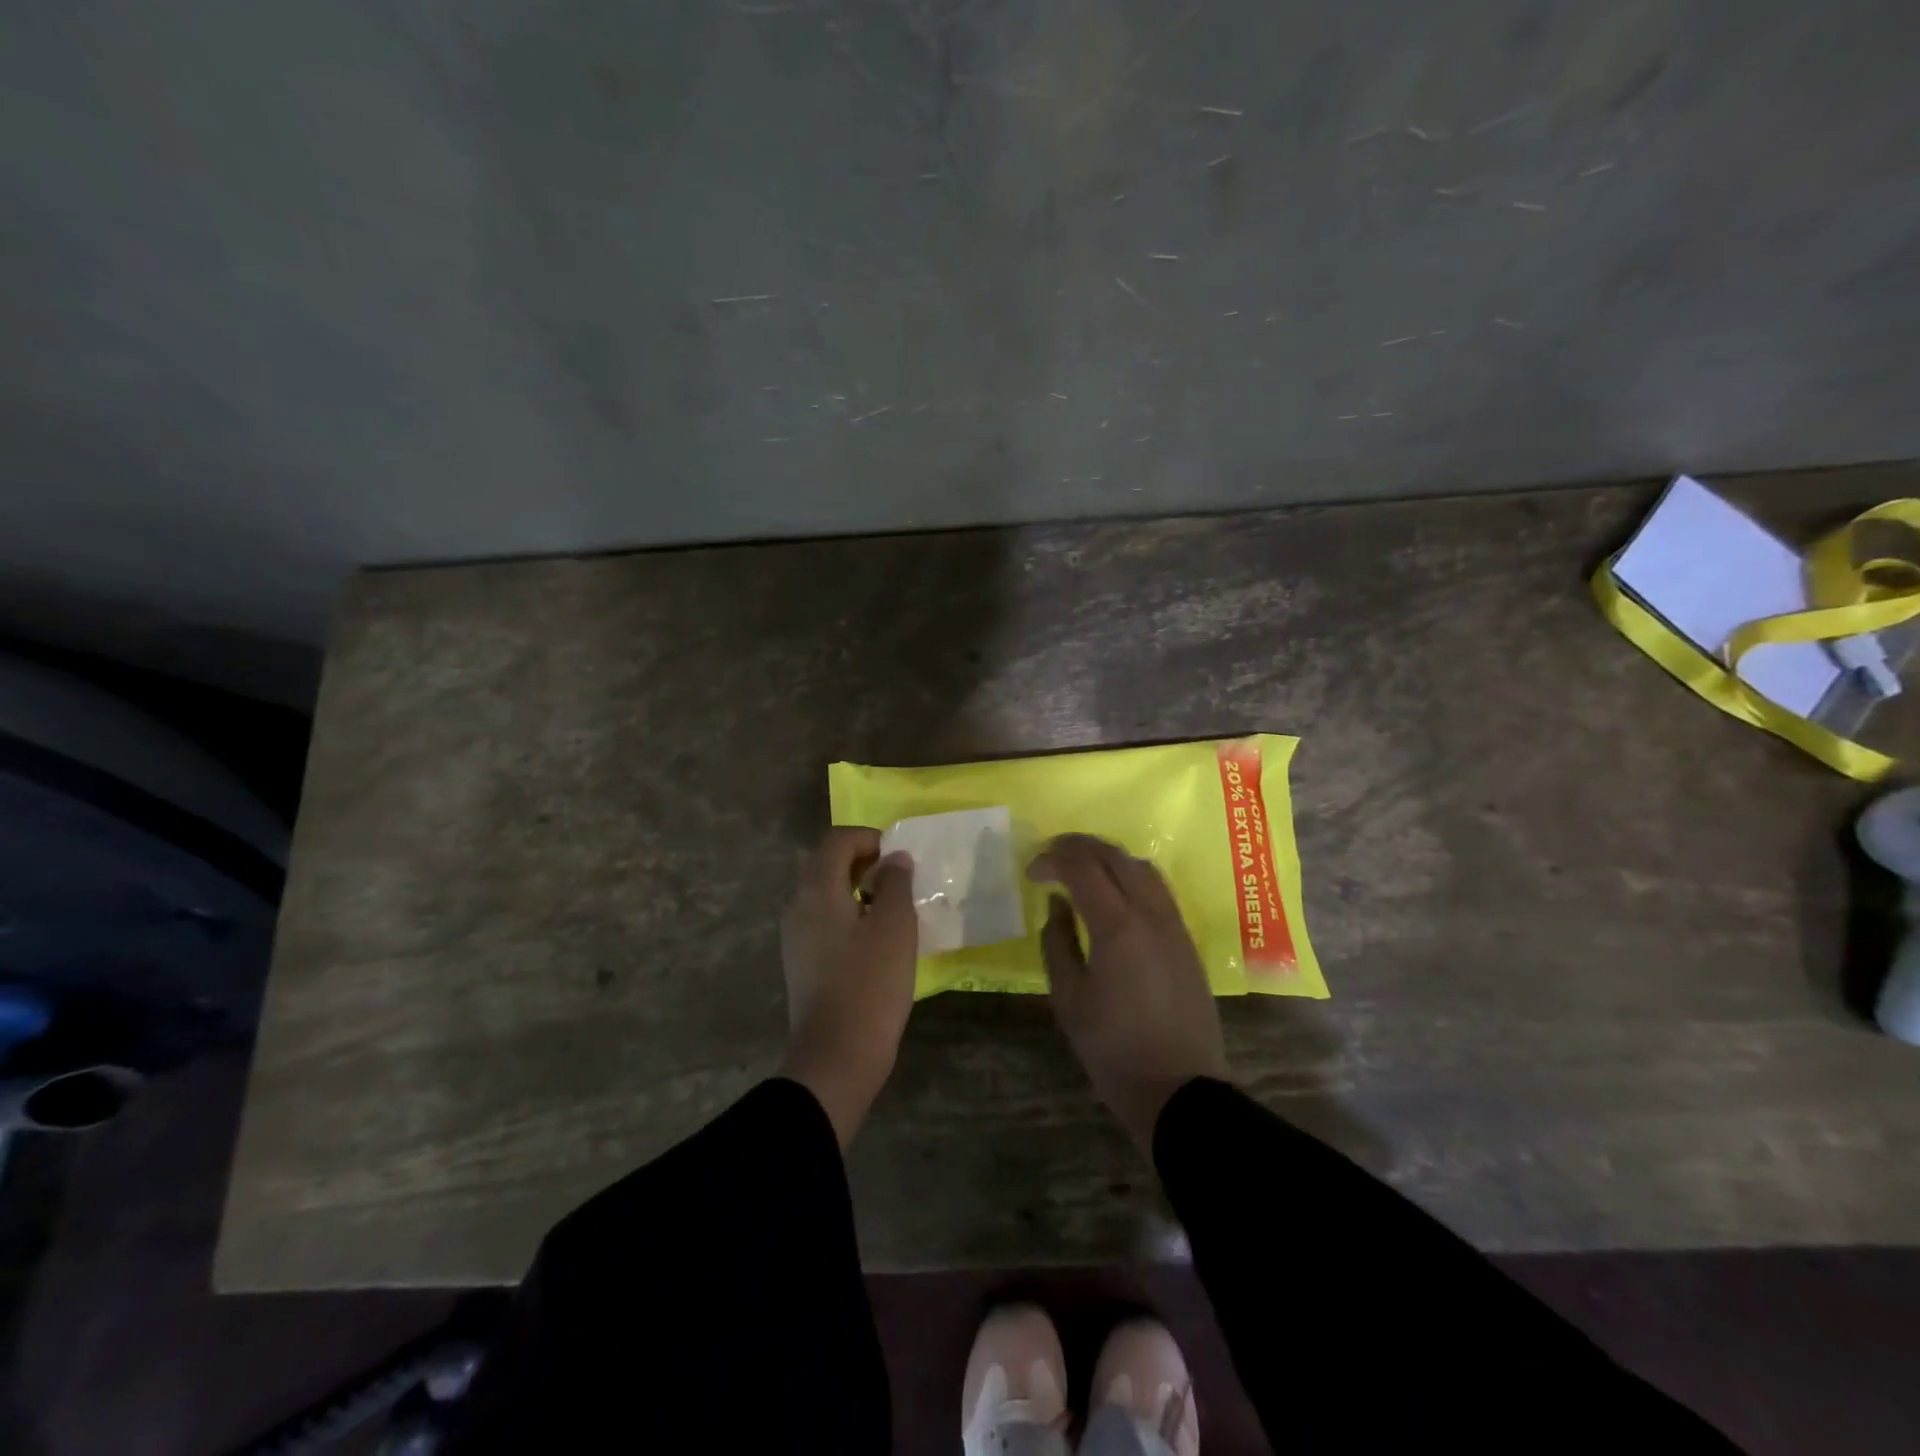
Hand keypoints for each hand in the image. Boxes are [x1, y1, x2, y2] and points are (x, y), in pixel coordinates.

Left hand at [780, 827, 918, 1147]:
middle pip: (828, 864)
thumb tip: (894, 859)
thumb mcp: (895, 926)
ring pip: (826, 894)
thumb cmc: (870, 984)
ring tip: (893, 908)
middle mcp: (798, 906)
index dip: (870, 839)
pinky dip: (850, 915)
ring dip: (858, 889)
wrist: (837, 1056)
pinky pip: (825, 920)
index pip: (838, 841)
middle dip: (864, 862)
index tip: (900, 858)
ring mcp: (796, 936)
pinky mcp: (803, 962)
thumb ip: (896, 883)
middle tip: (900, 879)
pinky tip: (876, 939)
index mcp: (817, 891)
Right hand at [1030, 834, 1227, 1150]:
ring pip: (1142, 867)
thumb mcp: (1069, 998)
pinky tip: (1115, 895)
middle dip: (1079, 847)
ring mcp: (1174, 925)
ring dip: (1109, 858)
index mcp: (1117, 926)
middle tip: (1052, 856)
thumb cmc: (1113, 1048)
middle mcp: (1150, 913)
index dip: (1053, 859)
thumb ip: (1057, 941)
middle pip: (1115, 857)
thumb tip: (1057, 904)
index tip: (1032, 872)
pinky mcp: (1186, 940)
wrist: (1179, 1089)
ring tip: (1083, 869)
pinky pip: (1158, 889)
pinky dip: (1131, 876)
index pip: (1082, 867)